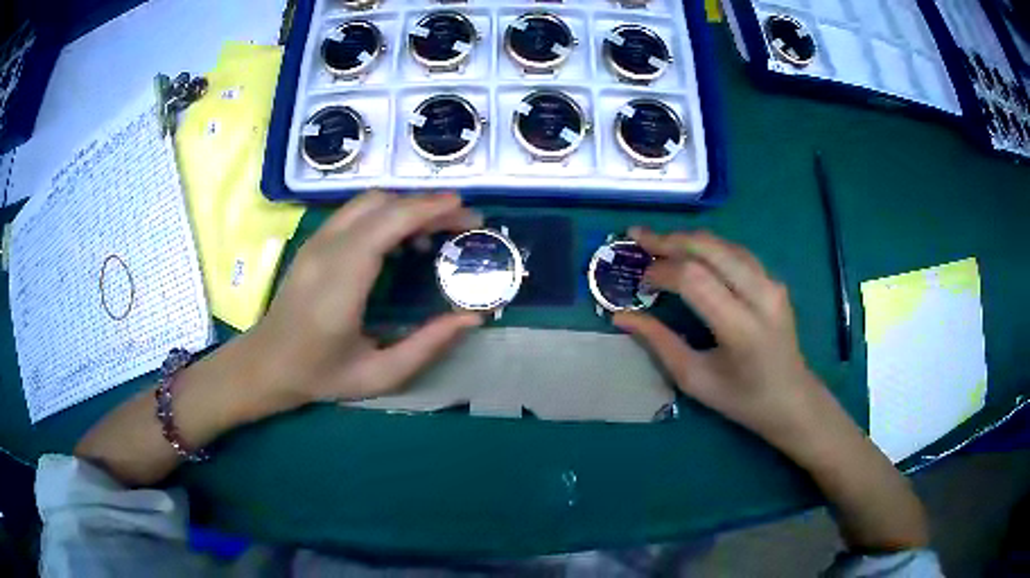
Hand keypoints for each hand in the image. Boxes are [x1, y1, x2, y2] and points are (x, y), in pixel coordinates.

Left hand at [239, 191, 483, 418]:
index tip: (465, 212)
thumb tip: (472, 317)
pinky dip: (388, 213)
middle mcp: (325, 251)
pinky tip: (403, 239)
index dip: (427, 210)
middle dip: (427, 205)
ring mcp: (315, 241)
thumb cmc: (320, 374)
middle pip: (381, 204)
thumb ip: (427, 346)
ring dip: (407, 206)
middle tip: (461, 223)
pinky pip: (356, 212)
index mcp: (340, 283)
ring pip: (368, 202)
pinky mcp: (314, 242)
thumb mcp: (379, 375)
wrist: (266, 363)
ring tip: (436, 230)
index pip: (386, 225)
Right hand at [613, 229, 829, 448]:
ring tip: (658, 241)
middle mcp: (760, 295)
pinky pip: (736, 252)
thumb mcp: (695, 379)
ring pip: (723, 244)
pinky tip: (690, 252)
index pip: (694, 279)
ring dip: (687, 239)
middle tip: (637, 236)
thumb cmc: (742, 399)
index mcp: (741, 328)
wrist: (792, 399)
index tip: (640, 281)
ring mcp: (772, 283)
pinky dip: (708, 247)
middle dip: (669, 240)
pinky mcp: (774, 280)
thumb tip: (621, 316)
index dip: (661, 271)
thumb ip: (659, 343)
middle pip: (709, 248)